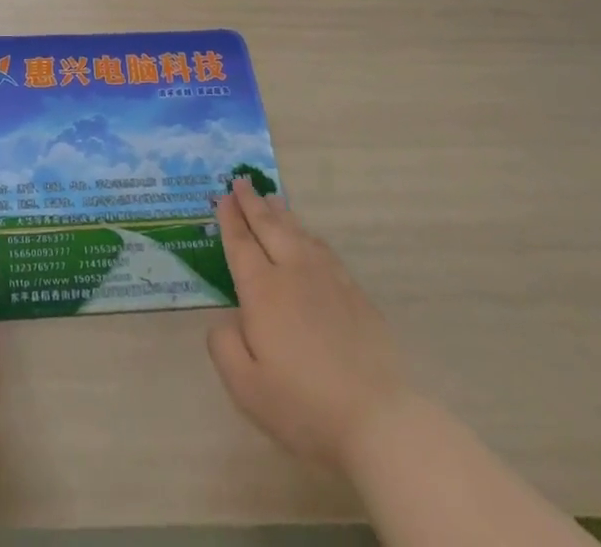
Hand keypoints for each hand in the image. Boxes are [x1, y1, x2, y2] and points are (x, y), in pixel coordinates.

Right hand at [207, 178, 414, 470]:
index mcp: (263, 291)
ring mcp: (328, 280)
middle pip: (269, 228)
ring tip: (272, 198)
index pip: (241, 244)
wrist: (378, 420)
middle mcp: (293, 273)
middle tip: (240, 181)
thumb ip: (224, 346)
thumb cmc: (304, 406)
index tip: (222, 197)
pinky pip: (325, 251)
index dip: (230, 220)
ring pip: (299, 234)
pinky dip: (310, 236)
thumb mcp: (246, 387)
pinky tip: (309, 237)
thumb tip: (226, 319)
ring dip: (281, 213)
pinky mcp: (355, 295)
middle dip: (252, 203)